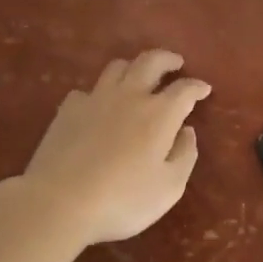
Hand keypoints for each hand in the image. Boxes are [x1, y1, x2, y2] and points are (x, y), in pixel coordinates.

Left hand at [17, 50, 211, 244]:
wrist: (58, 202)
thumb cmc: (122, 199)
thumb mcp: (169, 188)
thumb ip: (185, 156)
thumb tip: (187, 132)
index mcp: (160, 113)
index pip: (185, 89)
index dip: (197, 87)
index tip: (204, 89)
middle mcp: (130, 96)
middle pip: (151, 61)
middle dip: (167, 59)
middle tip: (175, 63)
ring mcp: (96, 99)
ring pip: (117, 67)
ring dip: (133, 67)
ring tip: (138, 76)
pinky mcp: (68, 110)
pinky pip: (87, 91)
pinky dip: (98, 93)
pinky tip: (98, 106)